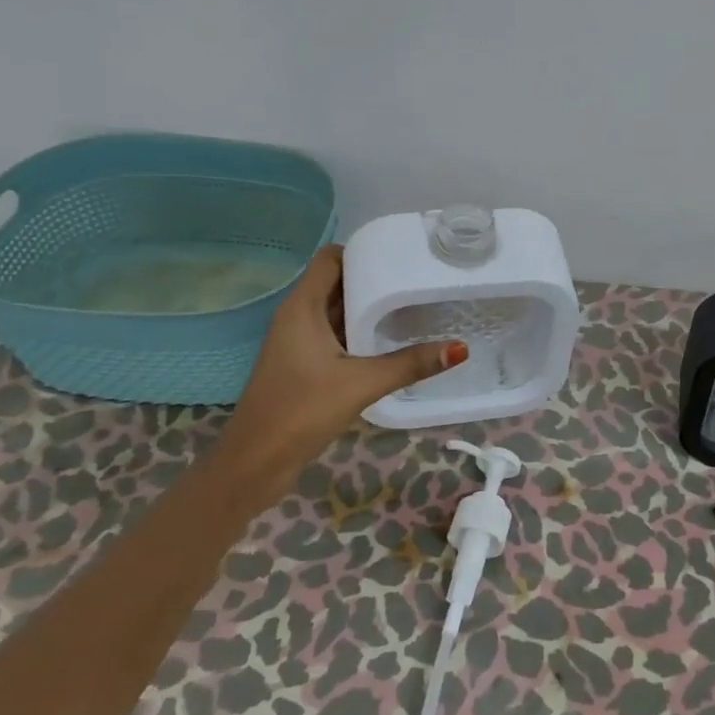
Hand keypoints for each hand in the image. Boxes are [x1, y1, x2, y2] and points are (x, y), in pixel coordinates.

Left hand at [213, 245, 465, 499]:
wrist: (253, 463)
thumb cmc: (300, 411)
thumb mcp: (361, 383)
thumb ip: (411, 364)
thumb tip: (461, 348)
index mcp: (302, 307)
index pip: (331, 258)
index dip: (363, 251)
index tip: (402, 255)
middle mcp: (298, 317)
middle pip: (338, 282)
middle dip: (375, 279)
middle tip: (419, 279)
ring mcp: (299, 342)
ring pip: (339, 311)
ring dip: (370, 308)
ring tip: (414, 304)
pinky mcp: (305, 365)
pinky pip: (337, 335)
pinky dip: (362, 332)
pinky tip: (392, 341)